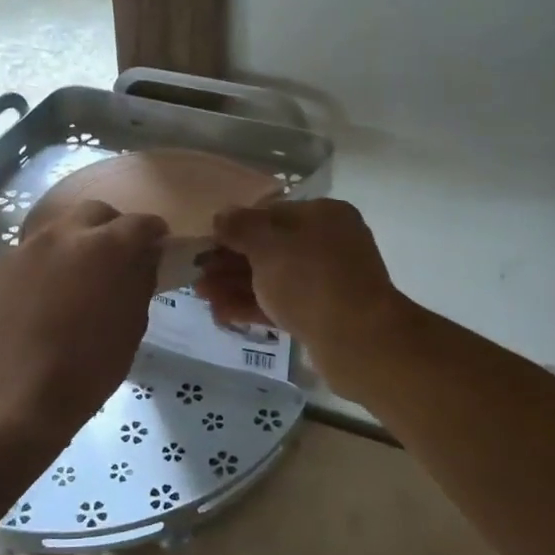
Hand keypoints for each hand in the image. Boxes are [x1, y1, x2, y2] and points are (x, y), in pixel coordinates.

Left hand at [0, 200, 166, 445]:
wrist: (19, 397)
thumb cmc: (90, 367)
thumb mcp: (133, 325)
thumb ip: (141, 280)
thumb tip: (144, 257)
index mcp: (106, 246)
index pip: (141, 223)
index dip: (154, 233)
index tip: (158, 246)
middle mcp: (65, 233)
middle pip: (96, 212)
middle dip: (112, 227)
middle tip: (118, 256)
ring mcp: (27, 247)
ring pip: (60, 228)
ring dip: (77, 241)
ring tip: (80, 274)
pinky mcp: (1, 266)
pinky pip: (33, 251)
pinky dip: (48, 261)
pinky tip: (48, 292)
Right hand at [195, 199, 410, 400]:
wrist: (358, 341)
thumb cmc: (310, 279)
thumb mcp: (268, 245)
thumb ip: (240, 227)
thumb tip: (222, 216)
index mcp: (324, 215)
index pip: (271, 214)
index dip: (235, 227)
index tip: (206, 242)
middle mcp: (329, 244)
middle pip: (270, 248)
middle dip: (230, 261)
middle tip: (196, 273)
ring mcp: (327, 282)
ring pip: (273, 278)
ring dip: (235, 285)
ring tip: (200, 295)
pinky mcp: (322, 315)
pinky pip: (282, 304)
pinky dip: (252, 306)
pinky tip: (220, 313)